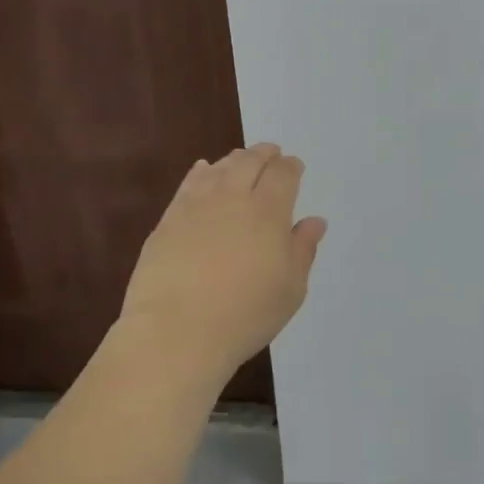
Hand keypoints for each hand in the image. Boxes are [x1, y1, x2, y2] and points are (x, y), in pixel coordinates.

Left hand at [117, 143, 326, 389]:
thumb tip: (314, 221)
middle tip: (271, 152)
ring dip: (234, 159)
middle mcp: (233, 198)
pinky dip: (201, 172)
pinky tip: (204, 170)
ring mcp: (196, 206)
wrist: (176, 331)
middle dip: (264, 154)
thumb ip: (302, 249)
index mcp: (268, 211)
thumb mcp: (290, 289)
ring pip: (219, 169)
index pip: (283, 175)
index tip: (294, 166)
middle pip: (250, 162)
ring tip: (241, 159)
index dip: (291, 167)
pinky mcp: (168, 220)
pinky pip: (189, 184)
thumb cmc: (245, 314)